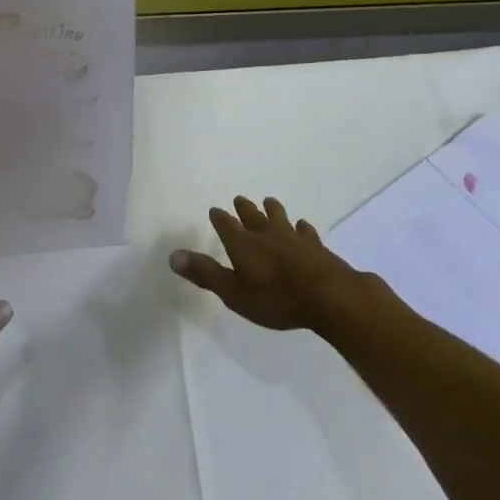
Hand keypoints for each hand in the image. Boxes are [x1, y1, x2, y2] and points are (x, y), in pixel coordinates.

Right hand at [170, 195, 368, 331]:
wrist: (327, 296)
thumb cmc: (275, 299)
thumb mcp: (234, 293)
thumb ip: (205, 274)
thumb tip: (172, 255)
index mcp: (243, 244)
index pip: (226, 225)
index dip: (219, 218)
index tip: (215, 210)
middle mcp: (265, 234)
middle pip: (252, 215)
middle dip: (244, 208)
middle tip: (239, 199)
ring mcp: (293, 237)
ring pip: (279, 217)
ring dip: (272, 209)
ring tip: (269, 201)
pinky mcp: (315, 245)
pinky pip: (306, 231)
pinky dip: (301, 228)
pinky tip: (303, 227)